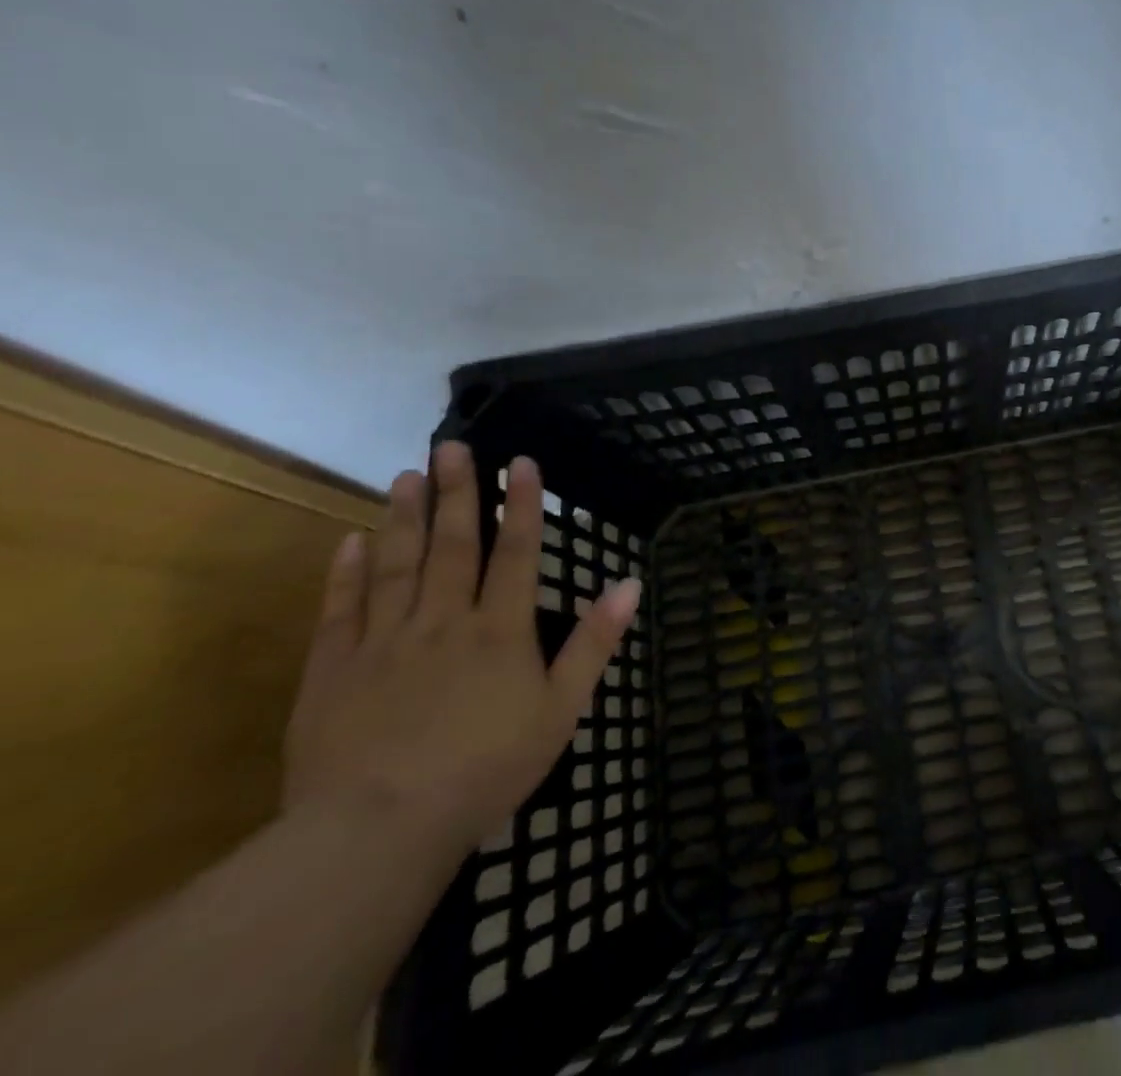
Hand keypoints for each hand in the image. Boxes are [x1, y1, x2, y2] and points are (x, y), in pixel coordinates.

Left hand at [283, 444, 638, 858]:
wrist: (377, 831)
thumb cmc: (486, 769)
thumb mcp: (562, 709)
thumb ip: (595, 642)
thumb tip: (630, 584)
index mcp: (500, 629)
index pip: (515, 552)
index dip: (520, 504)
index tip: (519, 461)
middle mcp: (443, 620)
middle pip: (451, 545)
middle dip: (456, 492)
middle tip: (450, 446)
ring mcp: (383, 642)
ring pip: (395, 565)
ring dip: (403, 518)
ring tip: (405, 475)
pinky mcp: (333, 672)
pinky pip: (340, 611)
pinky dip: (345, 573)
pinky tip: (350, 541)